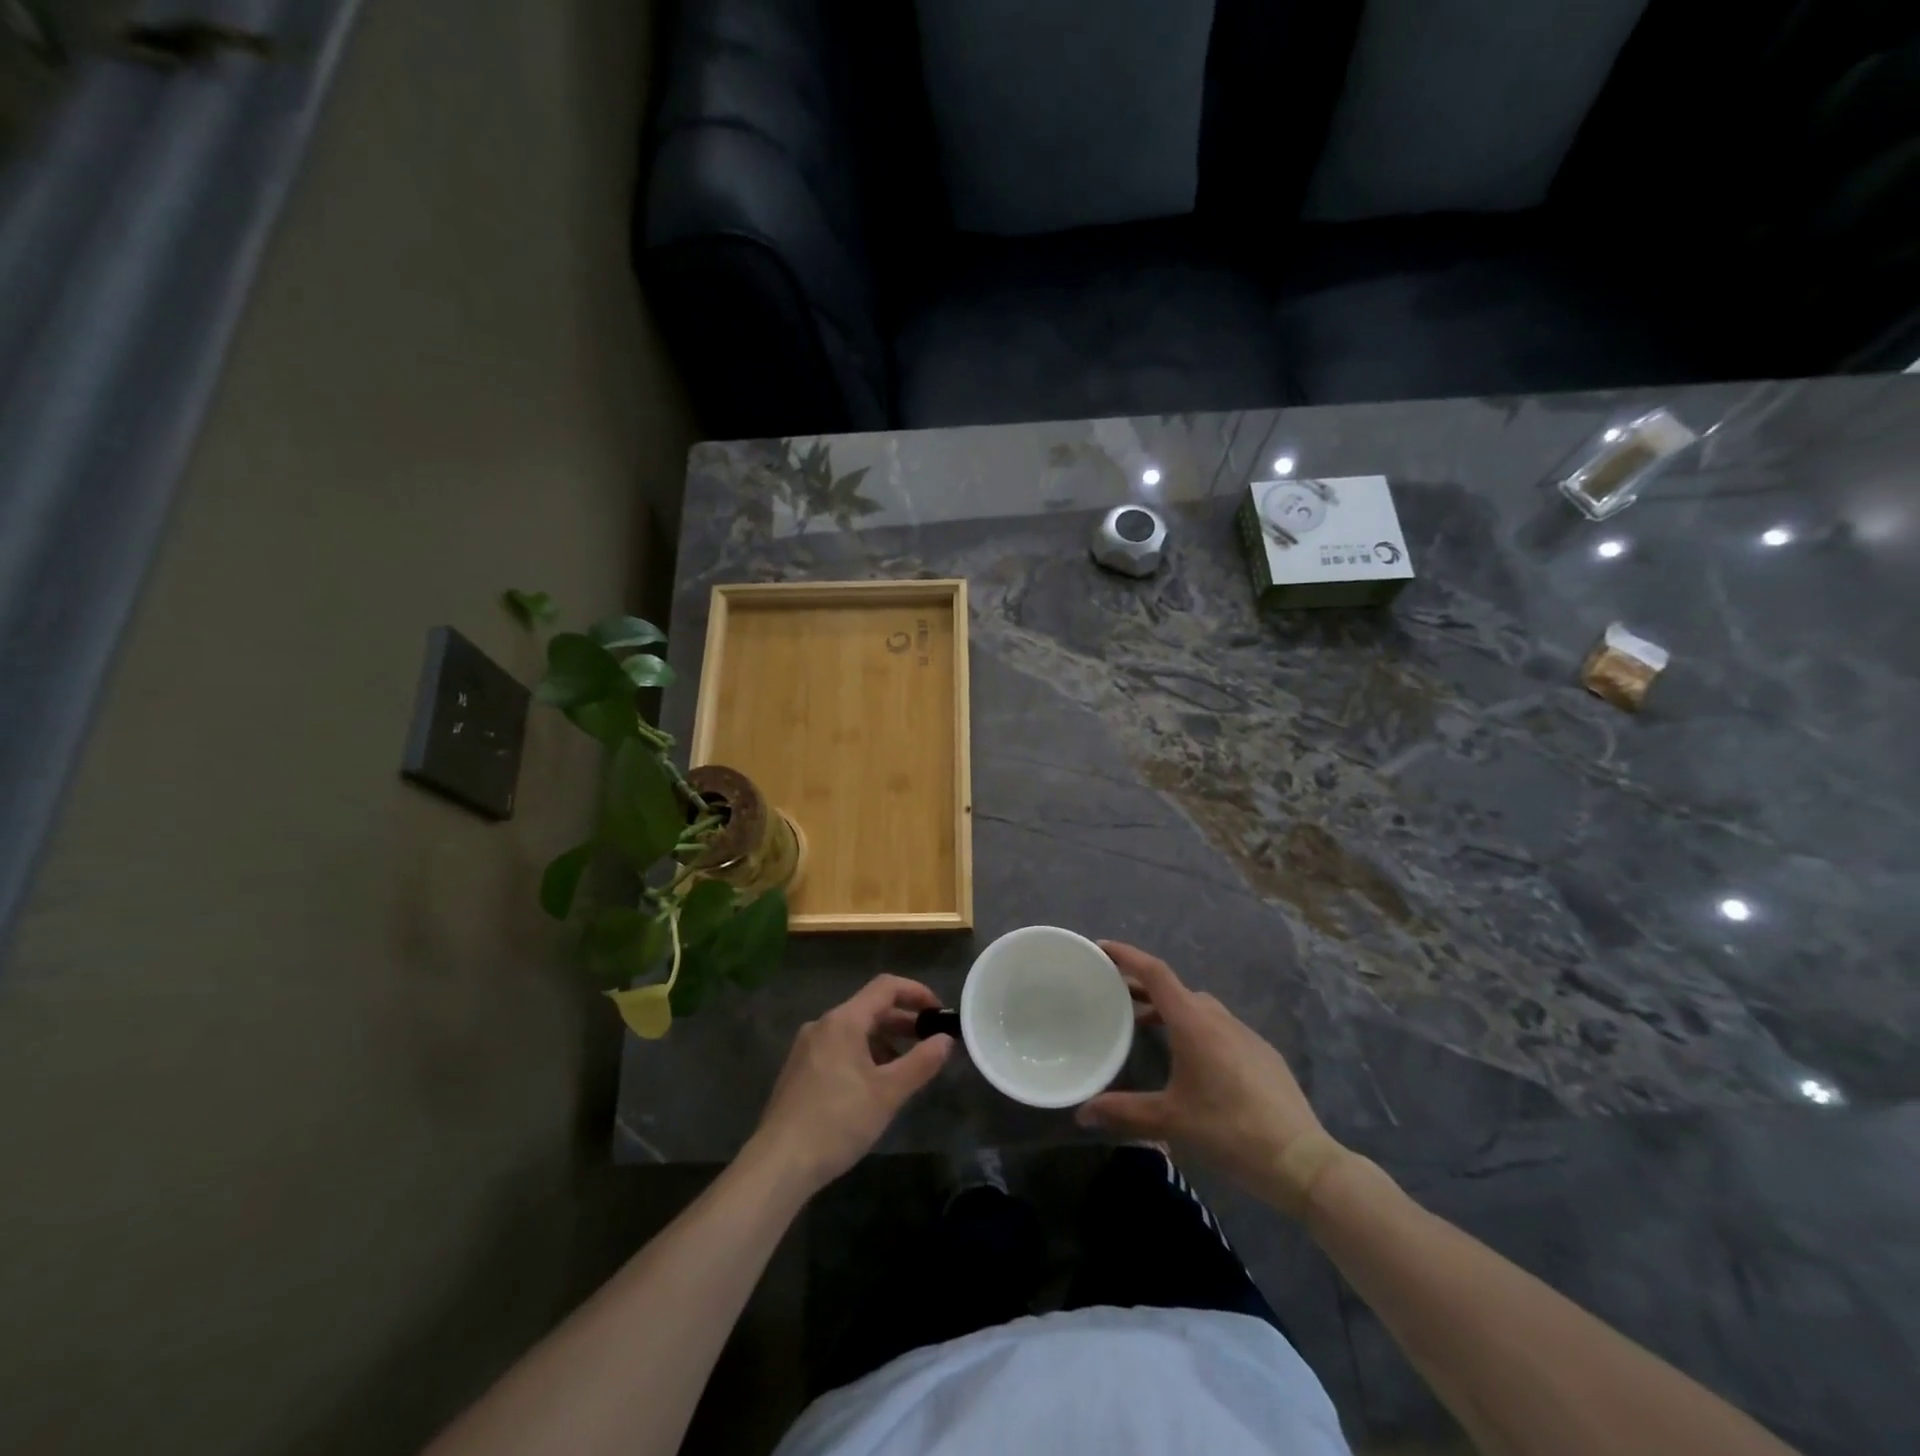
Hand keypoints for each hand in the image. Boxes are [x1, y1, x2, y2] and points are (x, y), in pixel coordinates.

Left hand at [748, 975, 953, 1195]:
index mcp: (844, 1021)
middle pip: (869, 1008)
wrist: (778, 1164)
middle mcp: (822, 1025)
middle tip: (930, 1041)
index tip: (938, 1012)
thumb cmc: (837, 1122)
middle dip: (903, 1021)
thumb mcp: (888, 1094)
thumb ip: (921, 1063)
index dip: (916, 992)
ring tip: (905, 1068)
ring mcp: (807, 1047)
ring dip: (884, 1041)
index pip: (886, 987)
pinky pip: (838, 1048)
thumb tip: (945, 1040)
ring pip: (854, 1031)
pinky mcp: (799, 1070)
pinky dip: (863, 1055)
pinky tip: (872, 1086)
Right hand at [1078, 942, 1343, 1215]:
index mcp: (1193, 1022)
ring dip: (1171, 1009)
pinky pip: (1220, 1027)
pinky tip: (1192, 1060)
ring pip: (1199, 1008)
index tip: (1102, 947)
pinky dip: (1196, 1028)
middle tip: (1116, 996)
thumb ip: (1124, 1112)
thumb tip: (1082, 1113)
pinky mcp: (1262, 1053)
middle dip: (1143, 987)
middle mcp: (1218, 1018)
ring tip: (1148, 1027)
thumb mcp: (1171, 1121)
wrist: (1301, 1160)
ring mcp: (1245, 1034)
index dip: (1127, 956)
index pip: (1155, 973)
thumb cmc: (1229, 1130)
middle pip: (1175, 988)